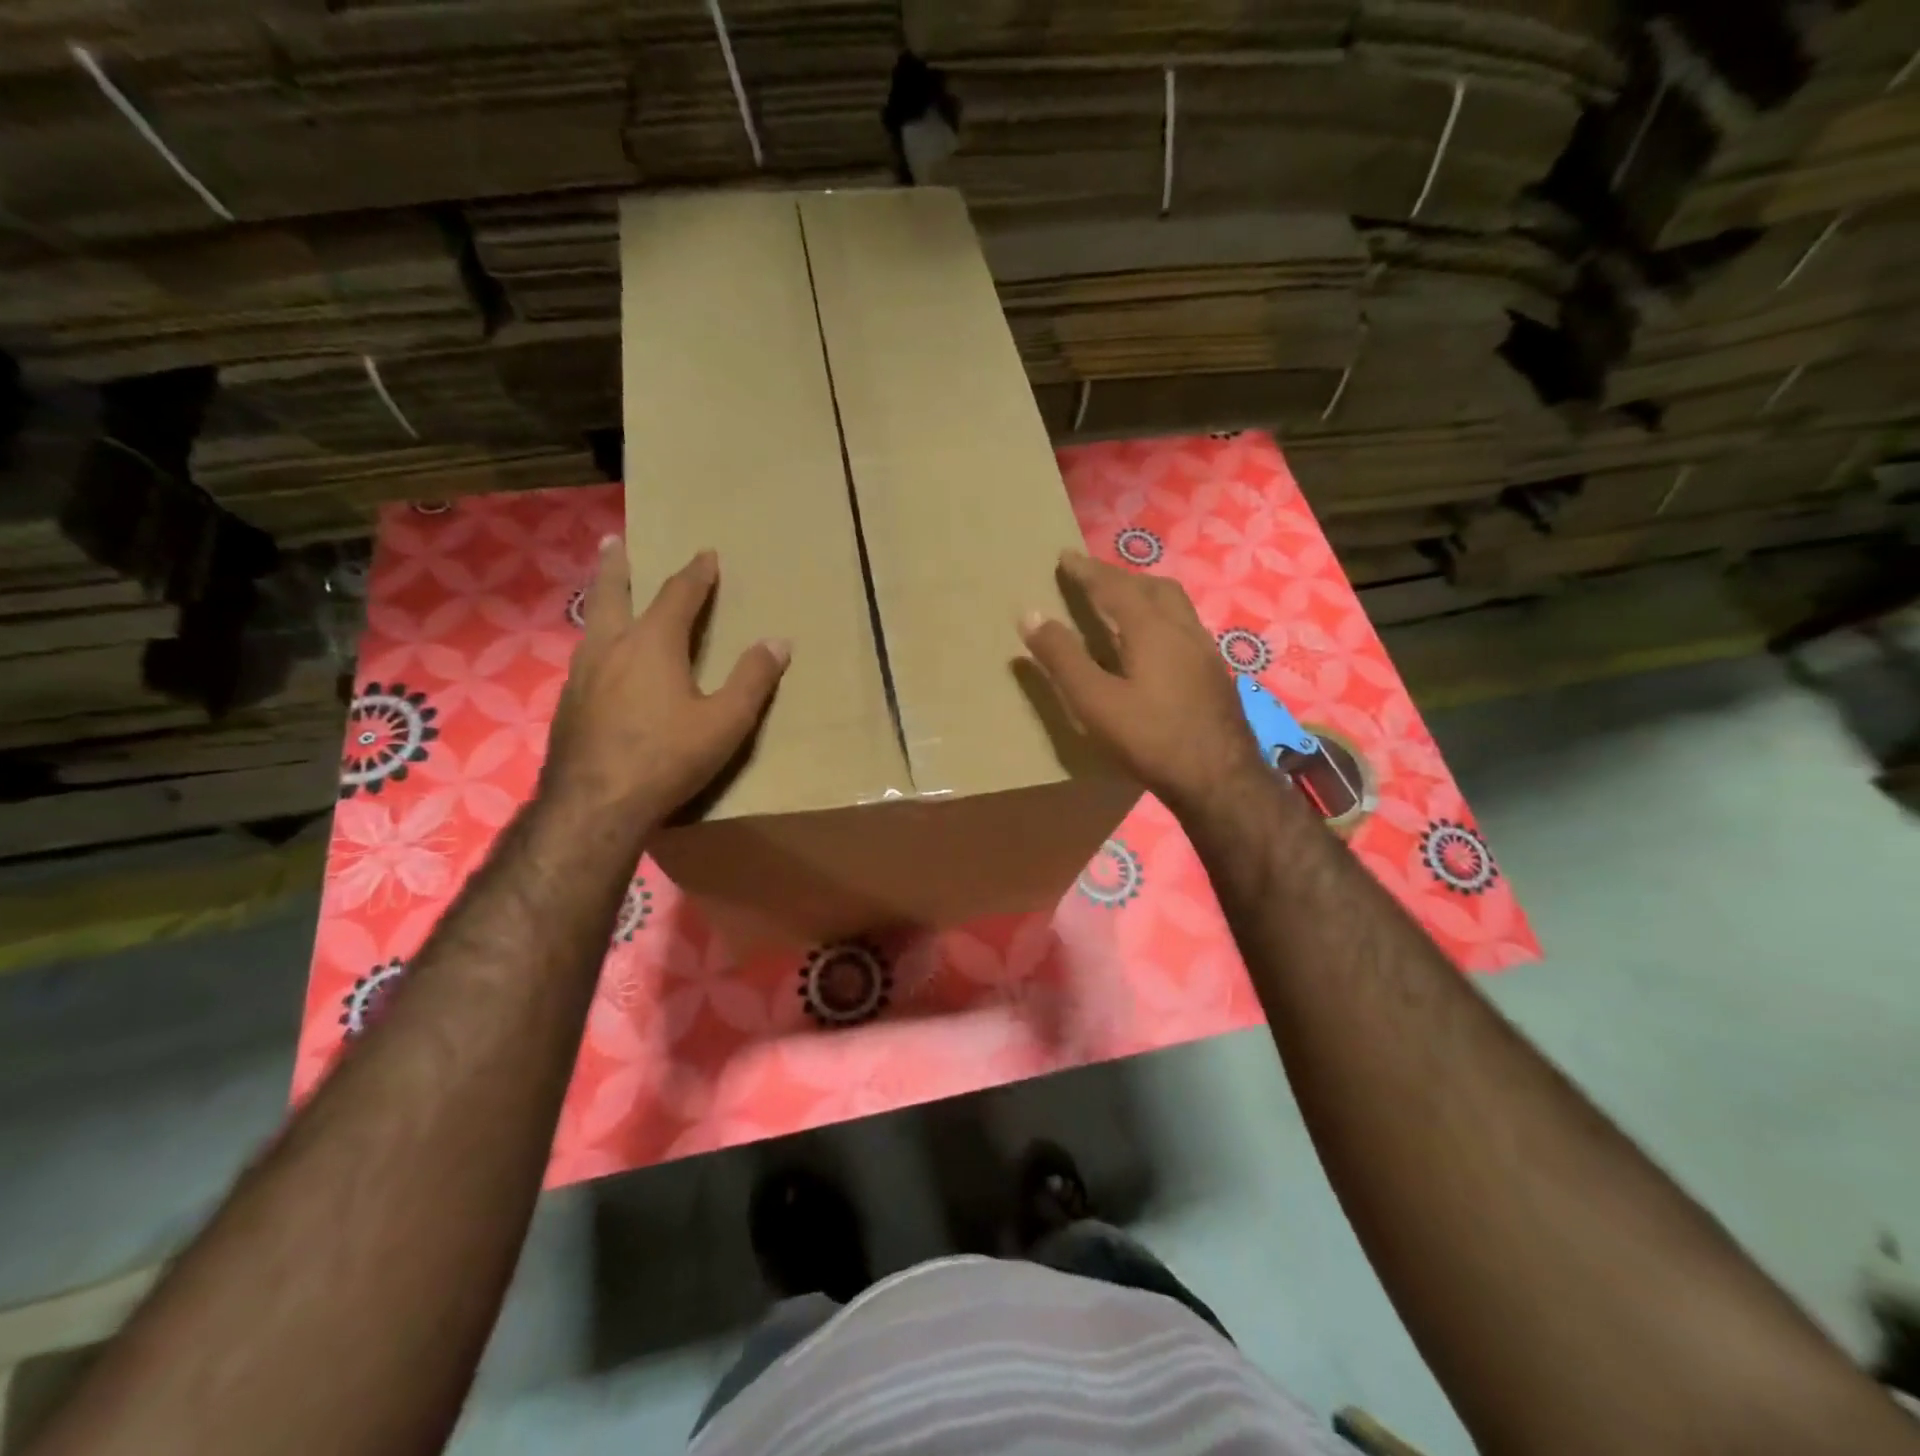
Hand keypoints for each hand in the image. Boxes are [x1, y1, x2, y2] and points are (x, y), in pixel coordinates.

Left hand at [543, 538, 788, 824]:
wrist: (594, 805)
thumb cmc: (667, 757)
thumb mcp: (725, 721)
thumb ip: (752, 679)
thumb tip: (778, 642)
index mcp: (652, 644)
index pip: (677, 595)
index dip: (695, 574)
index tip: (705, 554)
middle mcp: (611, 647)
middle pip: (612, 593)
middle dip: (618, 565)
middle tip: (613, 540)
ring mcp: (582, 674)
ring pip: (592, 624)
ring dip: (602, 602)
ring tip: (607, 597)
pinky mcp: (568, 703)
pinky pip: (585, 657)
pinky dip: (597, 642)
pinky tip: (602, 663)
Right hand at [1020, 550, 1265, 815]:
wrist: (1220, 779)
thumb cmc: (1151, 738)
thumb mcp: (1095, 701)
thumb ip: (1062, 658)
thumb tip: (1030, 614)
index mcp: (1152, 629)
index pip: (1114, 587)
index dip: (1086, 571)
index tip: (1064, 557)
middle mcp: (1184, 629)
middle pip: (1153, 588)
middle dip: (1120, 578)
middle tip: (1094, 580)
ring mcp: (1206, 652)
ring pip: (1175, 607)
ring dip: (1146, 596)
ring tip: (1123, 606)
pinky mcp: (1215, 675)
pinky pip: (1185, 628)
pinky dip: (1162, 620)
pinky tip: (1155, 647)